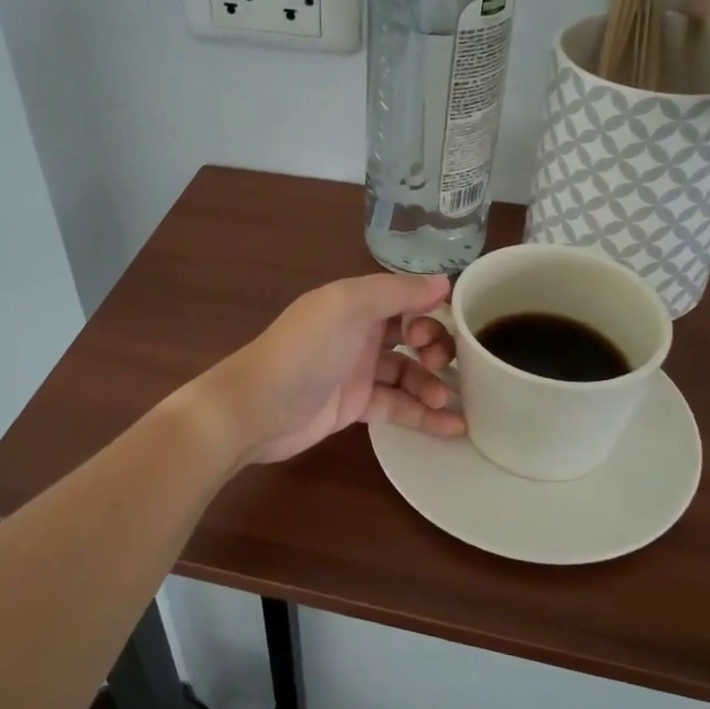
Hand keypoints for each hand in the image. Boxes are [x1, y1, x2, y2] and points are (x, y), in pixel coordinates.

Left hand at [198, 273, 462, 464]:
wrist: (256, 409)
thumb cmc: (303, 351)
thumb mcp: (348, 307)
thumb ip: (396, 291)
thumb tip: (444, 282)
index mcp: (356, 302)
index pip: (407, 298)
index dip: (432, 310)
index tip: (453, 327)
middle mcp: (359, 332)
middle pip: (413, 334)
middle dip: (437, 348)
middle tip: (445, 366)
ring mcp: (358, 371)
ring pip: (409, 373)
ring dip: (433, 384)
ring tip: (448, 401)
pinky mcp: (356, 406)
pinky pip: (398, 405)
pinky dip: (424, 415)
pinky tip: (453, 426)